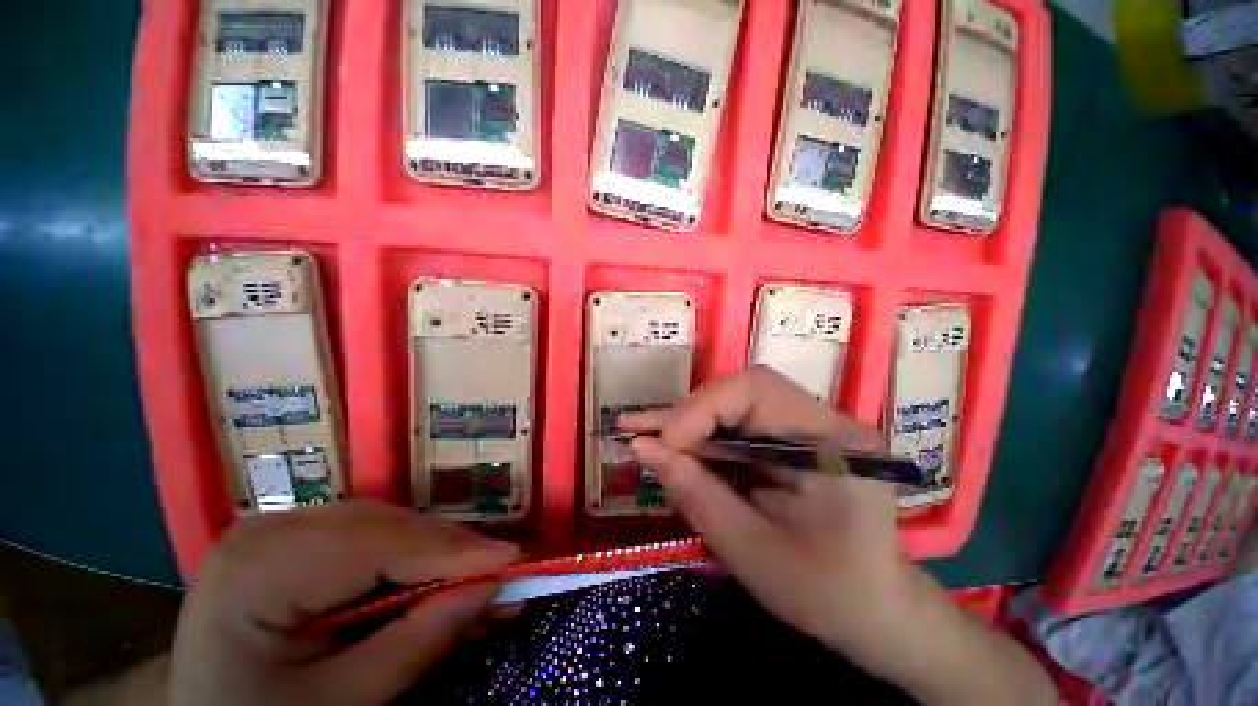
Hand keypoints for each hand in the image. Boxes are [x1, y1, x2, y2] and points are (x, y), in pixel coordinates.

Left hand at [169, 500, 517, 705]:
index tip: (512, 561)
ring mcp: (284, 526)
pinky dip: (414, 558)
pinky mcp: (300, 536)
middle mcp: (271, 528)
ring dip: (439, 555)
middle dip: (451, 552)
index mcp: (258, 569)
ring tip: (479, 580)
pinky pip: (374, 537)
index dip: (452, 551)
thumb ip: (414, 645)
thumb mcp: (337, 705)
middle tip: (503, 574)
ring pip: (389, 526)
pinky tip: (441, 577)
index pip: (376, 544)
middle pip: (387, 527)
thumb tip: (489, 589)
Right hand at [618, 367, 916, 671]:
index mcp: (832, 442)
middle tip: (642, 436)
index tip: (663, 446)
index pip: (755, 390)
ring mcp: (807, 424)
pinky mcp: (790, 437)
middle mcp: (822, 419)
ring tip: (643, 433)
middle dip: (688, 414)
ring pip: (733, 403)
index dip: (700, 409)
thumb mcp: (750, 549)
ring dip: (688, 422)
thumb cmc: (823, 594)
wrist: (874, 611)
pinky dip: (702, 435)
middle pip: (741, 391)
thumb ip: (694, 493)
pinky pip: (738, 423)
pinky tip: (670, 443)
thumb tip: (640, 447)